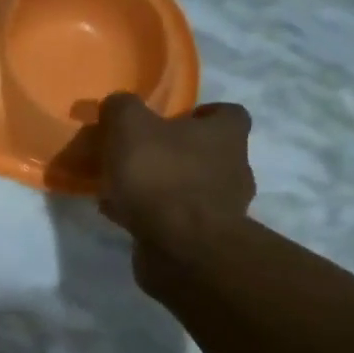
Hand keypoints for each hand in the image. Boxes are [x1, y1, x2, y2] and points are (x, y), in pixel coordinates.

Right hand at [97, 93, 254, 288]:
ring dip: (163, 187)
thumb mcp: (130, 127)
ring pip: (191, 188)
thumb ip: (122, 108)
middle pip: (208, 153)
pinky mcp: (206, 240)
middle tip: (140, 156)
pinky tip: (124, 218)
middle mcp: (235, 168)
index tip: (172, 120)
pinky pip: (178, 220)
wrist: (181, 248)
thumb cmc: (161, 176)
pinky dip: (155, 217)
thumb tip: (118, 104)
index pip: (228, 113)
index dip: (202, 114)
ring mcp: (225, 208)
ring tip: (124, 191)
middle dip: (176, 153)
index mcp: (226, 135)